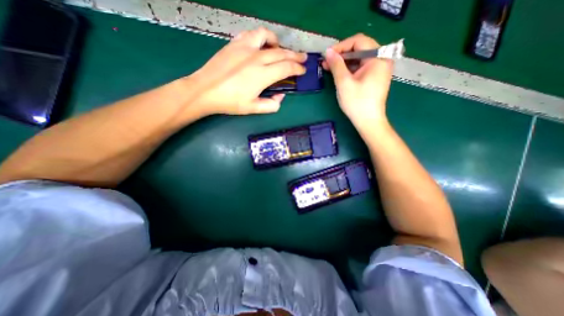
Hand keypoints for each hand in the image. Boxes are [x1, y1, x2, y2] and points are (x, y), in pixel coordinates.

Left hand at [189, 27, 305, 116]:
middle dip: (295, 56)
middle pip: (282, 53)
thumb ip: (271, 105)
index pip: (286, 68)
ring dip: (278, 43)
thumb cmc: (230, 102)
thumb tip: (281, 97)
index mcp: (262, 75)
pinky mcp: (235, 43)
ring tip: (281, 49)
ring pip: (268, 38)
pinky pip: (252, 34)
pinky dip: (261, 37)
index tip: (303, 71)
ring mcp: (245, 48)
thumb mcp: (253, 108)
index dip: (297, 69)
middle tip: (303, 58)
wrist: (205, 90)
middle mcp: (257, 58)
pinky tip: (262, 44)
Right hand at [321, 34, 392, 134]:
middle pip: (359, 49)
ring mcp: (378, 69)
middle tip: (326, 62)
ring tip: (329, 68)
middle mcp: (381, 60)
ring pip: (358, 59)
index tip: (327, 55)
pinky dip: (349, 70)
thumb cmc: (357, 103)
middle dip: (341, 55)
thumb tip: (328, 51)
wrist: (368, 122)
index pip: (359, 41)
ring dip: (343, 63)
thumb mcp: (344, 83)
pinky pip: (360, 68)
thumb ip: (336, 65)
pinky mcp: (374, 78)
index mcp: (378, 58)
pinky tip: (338, 74)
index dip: (341, 46)